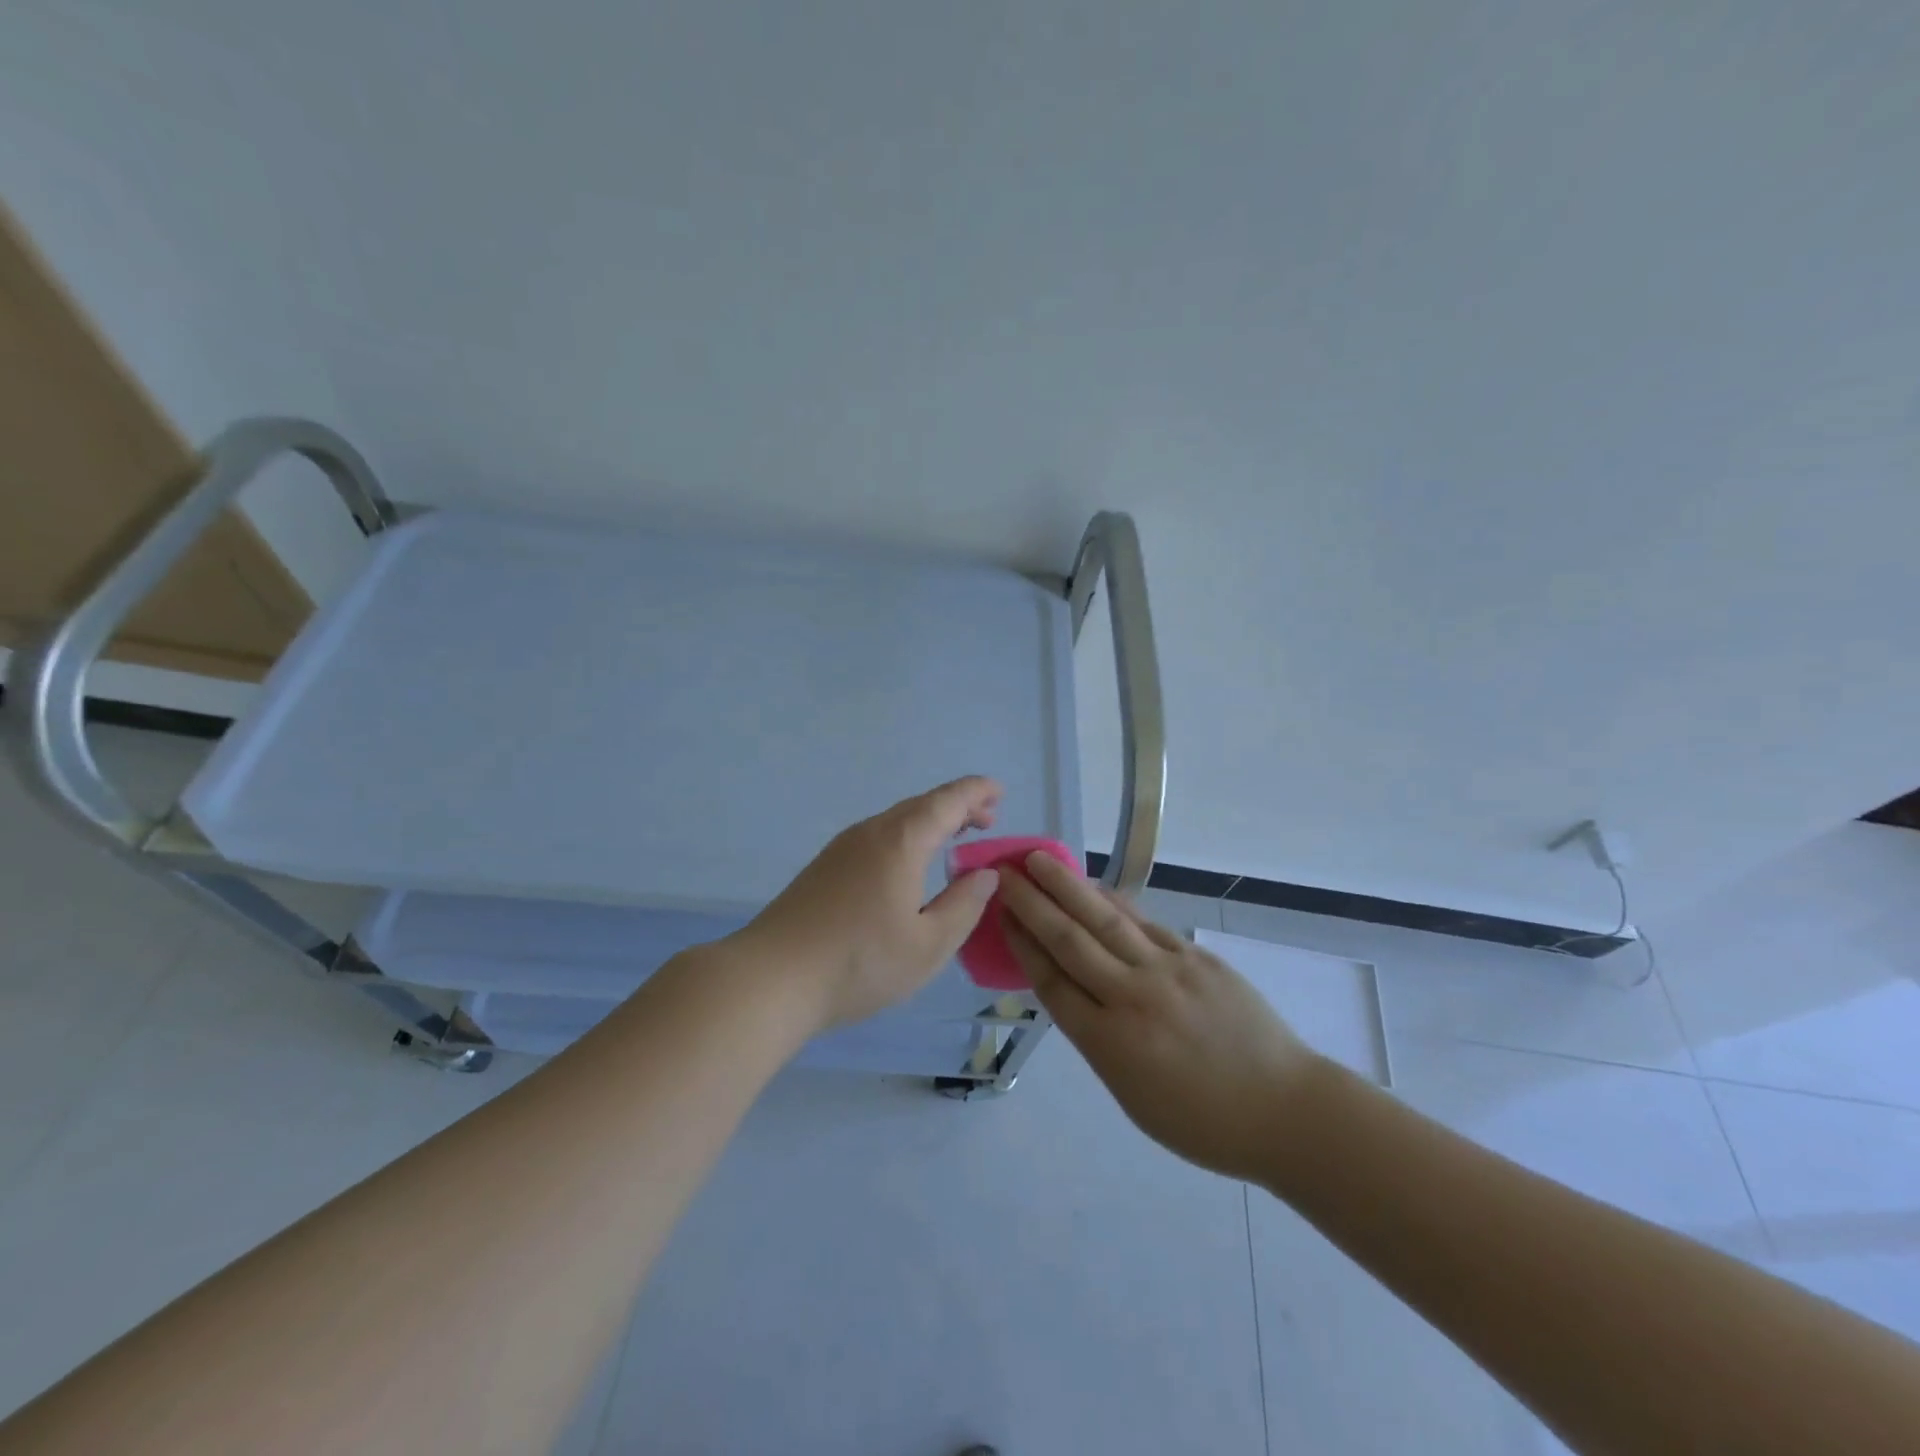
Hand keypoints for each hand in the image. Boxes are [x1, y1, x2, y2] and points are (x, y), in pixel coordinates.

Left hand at [729, 777, 1004, 1031]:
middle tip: (986, 821)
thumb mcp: (929, 945)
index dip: (977, 792)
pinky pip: (877, 836)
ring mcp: (842, 847)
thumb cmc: (859, 963)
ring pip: (896, 820)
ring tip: (954, 840)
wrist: (772, 978)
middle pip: (921, 805)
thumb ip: (964, 905)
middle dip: (957, 807)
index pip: (947, 801)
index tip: (1000, 792)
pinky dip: (906, 838)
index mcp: (901, 841)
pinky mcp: (825, 866)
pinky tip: (909, 866)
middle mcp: (871, 832)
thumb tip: (985, 874)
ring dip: (930, 823)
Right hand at [999, 854, 1315, 1181]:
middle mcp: (1130, 998)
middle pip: (1069, 941)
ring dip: (1067, 887)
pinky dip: (1114, 902)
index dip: (1022, 943)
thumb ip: (1099, 1040)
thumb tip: (1076, 992)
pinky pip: (1144, 923)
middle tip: (1005, 872)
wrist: (1284, 1108)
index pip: (1052, 981)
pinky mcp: (1196, 957)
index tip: (1001, 913)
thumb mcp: (1132, 1096)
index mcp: (1109, 1043)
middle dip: (1032, 903)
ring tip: (1040, 860)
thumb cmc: (1203, 1122)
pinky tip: (1096, 887)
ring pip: (1105, 920)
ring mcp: (1166, 971)